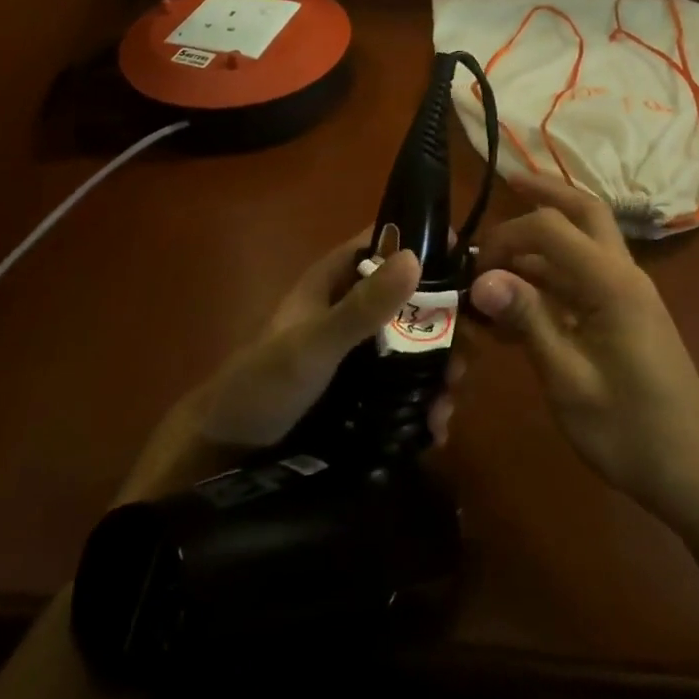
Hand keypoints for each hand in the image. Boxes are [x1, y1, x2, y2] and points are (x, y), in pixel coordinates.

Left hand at [118, 235, 456, 502]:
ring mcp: (360, 351)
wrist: (225, 454)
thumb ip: (362, 306)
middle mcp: (353, 308)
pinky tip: (435, 428)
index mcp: (336, 280)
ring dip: (439, 371)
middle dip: (445, 327)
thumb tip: (416, 256)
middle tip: (465, 358)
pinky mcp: (363, 391)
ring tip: (447, 405)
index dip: (428, 247)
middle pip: (413, 300)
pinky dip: (423, 403)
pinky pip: (405, 386)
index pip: (388, 244)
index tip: (473, 268)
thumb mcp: (315, 343)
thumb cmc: (263, 383)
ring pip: (415, 346)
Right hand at [470, 174, 698, 529]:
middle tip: (507, 183)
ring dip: (542, 241)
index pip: (551, 227)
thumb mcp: (569, 380)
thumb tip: (482, 278)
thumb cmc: (630, 431)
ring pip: (583, 244)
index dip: (506, 235)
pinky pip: (583, 279)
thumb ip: (528, 321)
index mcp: (612, 283)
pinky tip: (518, 302)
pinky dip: (550, 277)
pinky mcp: (625, 316)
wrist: (694, 474)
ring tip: (496, 259)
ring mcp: (627, 295)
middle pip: (584, 212)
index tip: (472, 268)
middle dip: (546, 193)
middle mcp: (623, 275)